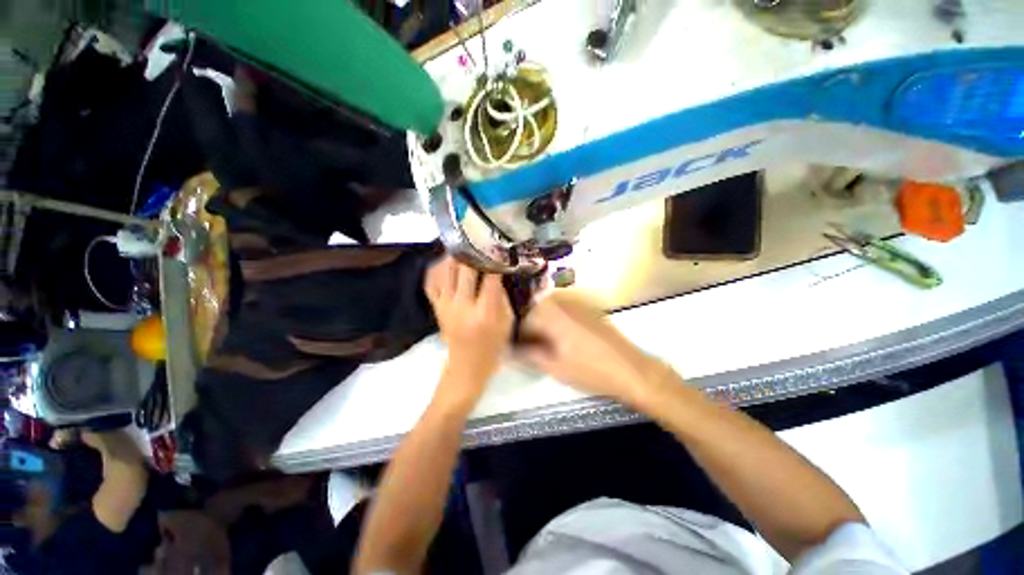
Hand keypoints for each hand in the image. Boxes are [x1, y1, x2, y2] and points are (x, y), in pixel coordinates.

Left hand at [424, 257, 513, 400]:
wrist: (466, 366)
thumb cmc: (493, 346)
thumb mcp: (506, 323)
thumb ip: (502, 297)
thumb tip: (498, 273)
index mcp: (485, 312)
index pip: (490, 278)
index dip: (495, 261)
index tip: (499, 249)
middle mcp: (462, 305)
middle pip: (465, 269)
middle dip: (474, 252)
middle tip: (480, 240)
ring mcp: (446, 305)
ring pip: (445, 270)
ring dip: (454, 256)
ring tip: (463, 245)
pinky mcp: (436, 307)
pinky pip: (431, 281)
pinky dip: (437, 268)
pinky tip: (446, 261)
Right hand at [519, 294, 668, 407]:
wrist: (631, 369)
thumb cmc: (590, 370)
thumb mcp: (554, 367)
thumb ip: (528, 355)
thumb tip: (509, 350)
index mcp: (551, 314)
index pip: (521, 317)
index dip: (515, 334)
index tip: (515, 347)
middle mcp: (562, 302)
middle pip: (534, 309)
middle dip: (528, 326)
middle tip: (529, 346)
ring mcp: (576, 303)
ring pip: (548, 308)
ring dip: (541, 322)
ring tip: (543, 343)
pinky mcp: (587, 308)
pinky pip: (562, 309)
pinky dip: (555, 320)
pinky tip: (561, 338)